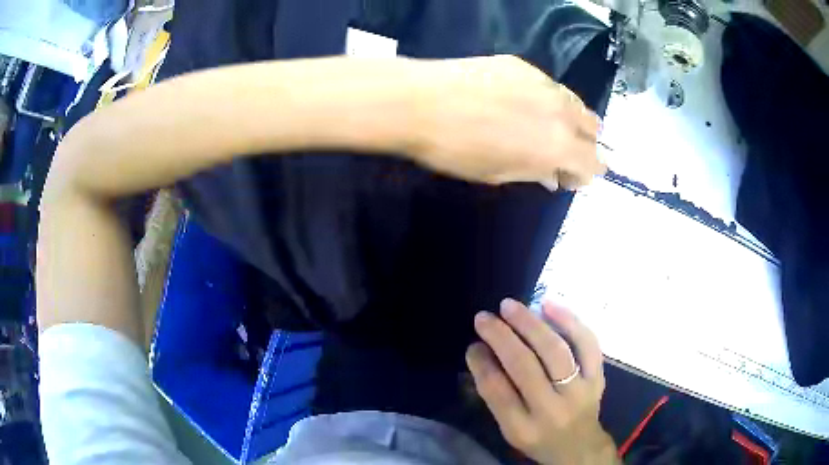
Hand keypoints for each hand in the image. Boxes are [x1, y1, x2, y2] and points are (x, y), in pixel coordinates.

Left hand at [407, 55, 604, 189]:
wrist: (421, 102)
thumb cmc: (455, 149)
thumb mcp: (497, 173)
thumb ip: (534, 173)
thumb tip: (554, 175)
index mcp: (558, 146)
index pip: (593, 163)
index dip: (584, 174)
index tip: (568, 178)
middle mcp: (561, 111)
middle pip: (593, 129)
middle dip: (583, 145)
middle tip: (560, 152)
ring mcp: (543, 82)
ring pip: (574, 102)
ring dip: (570, 120)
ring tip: (545, 127)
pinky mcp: (523, 65)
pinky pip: (548, 85)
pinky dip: (546, 99)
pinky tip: (520, 102)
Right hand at [466, 299, 617, 464]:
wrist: (580, 446)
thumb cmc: (538, 439)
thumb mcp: (509, 430)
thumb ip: (496, 396)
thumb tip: (481, 352)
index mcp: (523, 428)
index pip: (497, 392)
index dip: (482, 364)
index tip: (472, 344)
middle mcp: (552, 410)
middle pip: (525, 367)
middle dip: (501, 337)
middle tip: (484, 318)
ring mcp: (579, 391)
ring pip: (555, 351)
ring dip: (530, 324)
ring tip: (509, 307)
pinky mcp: (598, 376)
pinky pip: (587, 343)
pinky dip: (569, 321)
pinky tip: (548, 304)